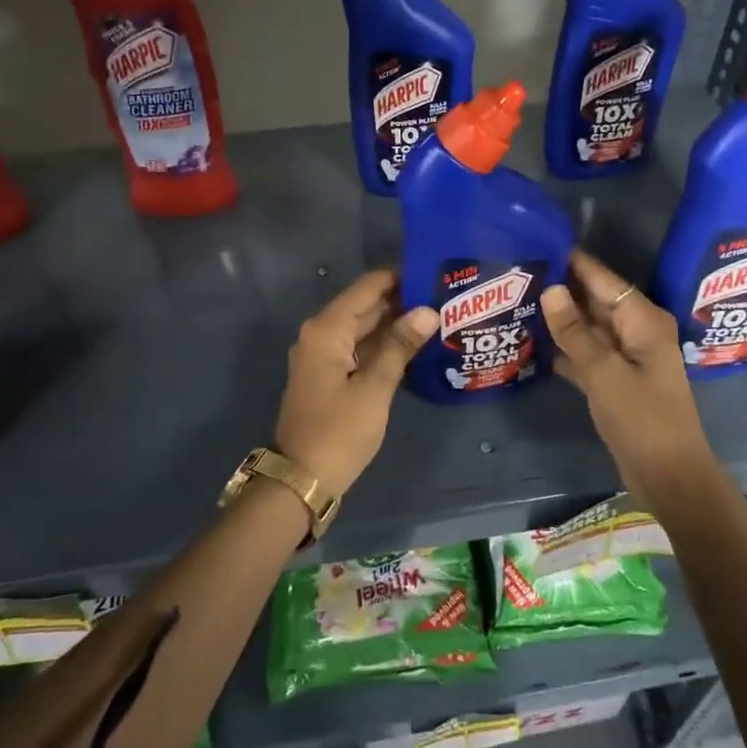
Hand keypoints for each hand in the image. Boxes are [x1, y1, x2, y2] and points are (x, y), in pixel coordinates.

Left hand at [276, 270, 437, 491]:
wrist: (302, 479)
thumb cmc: (339, 431)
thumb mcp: (374, 388)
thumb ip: (400, 346)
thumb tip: (428, 311)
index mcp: (327, 329)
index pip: (367, 287)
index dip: (399, 275)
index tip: (433, 268)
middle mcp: (321, 334)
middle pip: (365, 306)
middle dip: (402, 300)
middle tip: (444, 293)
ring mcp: (324, 356)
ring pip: (364, 329)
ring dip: (396, 324)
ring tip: (439, 314)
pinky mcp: (330, 376)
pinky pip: (360, 349)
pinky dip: (385, 346)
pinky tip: (417, 346)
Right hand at [540, 250, 719, 502]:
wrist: (668, 475)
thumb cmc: (642, 418)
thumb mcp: (604, 372)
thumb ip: (575, 331)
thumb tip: (550, 289)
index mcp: (643, 320)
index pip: (604, 279)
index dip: (573, 262)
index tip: (539, 243)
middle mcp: (636, 331)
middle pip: (595, 301)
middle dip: (561, 289)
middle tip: (518, 274)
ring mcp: (626, 357)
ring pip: (588, 328)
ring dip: (559, 319)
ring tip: (518, 301)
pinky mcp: (615, 380)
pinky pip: (586, 354)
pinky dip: (565, 349)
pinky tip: (533, 342)